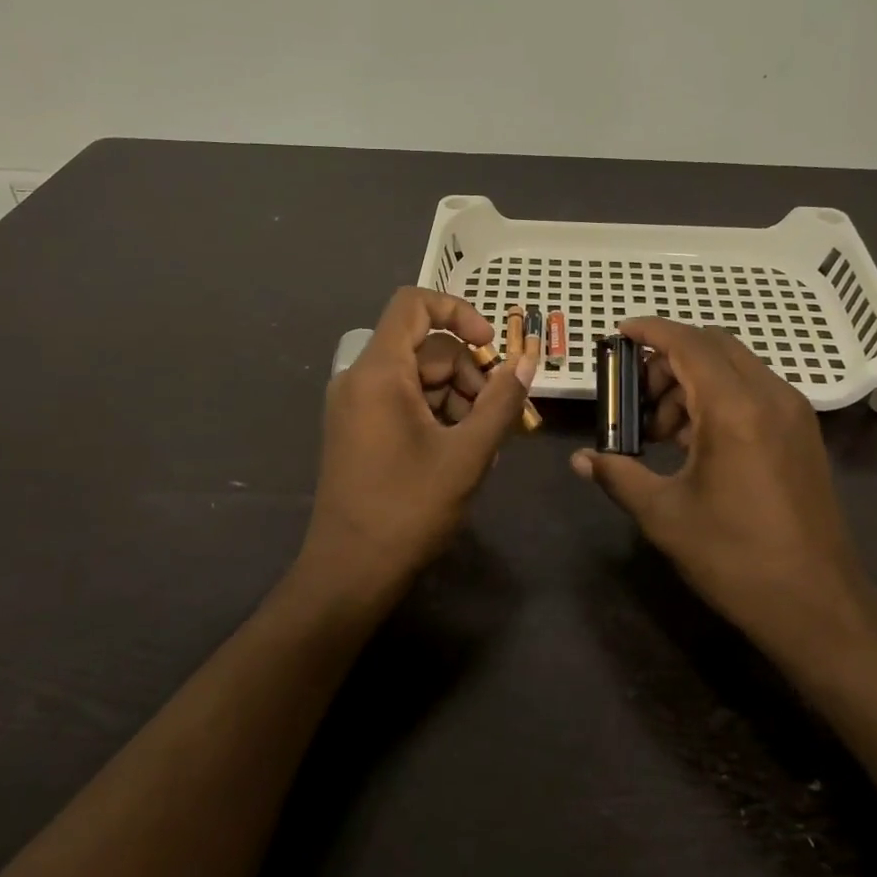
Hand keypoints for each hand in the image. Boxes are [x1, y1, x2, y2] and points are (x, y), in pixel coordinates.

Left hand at [302, 288, 538, 593]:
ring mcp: (356, 406)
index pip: (413, 304)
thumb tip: (527, 361)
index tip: (490, 346)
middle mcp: (360, 379)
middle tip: (499, 416)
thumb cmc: (408, 509)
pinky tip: (461, 452)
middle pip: (425, 348)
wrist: (350, 572)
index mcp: (378, 372)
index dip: (458, 311)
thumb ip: (501, 402)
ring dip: (458, 399)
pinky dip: (437, 415)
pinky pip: (404, 402)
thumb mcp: (467, 454)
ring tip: (484, 443)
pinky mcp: (359, 430)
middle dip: (469, 373)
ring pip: (419, 378)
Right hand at [571, 318, 872, 648]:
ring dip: (692, 379)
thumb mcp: (664, 515)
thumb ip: (618, 475)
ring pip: (735, 367)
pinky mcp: (802, 434)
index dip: (650, 331)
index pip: (688, 343)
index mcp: (735, 409)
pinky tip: (695, 441)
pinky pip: (753, 391)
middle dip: (669, 358)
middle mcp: (770, 396)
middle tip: (636, 393)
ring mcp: (792, 414)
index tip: (618, 334)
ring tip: (662, 429)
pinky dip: (717, 397)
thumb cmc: (734, 557)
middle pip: (714, 346)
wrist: (816, 604)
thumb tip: (579, 460)